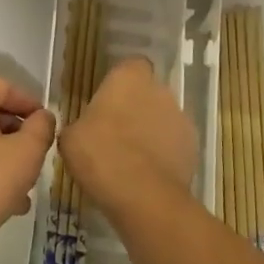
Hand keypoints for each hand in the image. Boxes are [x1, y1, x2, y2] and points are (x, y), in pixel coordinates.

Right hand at [59, 57, 197, 218]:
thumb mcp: (70, 138)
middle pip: (147, 92)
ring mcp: (180, 118)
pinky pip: (174, 144)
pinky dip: (164, 154)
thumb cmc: (101, 155)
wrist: (144, 197)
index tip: (106, 101)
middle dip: (135, 107)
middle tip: (114, 132)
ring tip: (131, 159)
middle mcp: (159, 89)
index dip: (120, 83)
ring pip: (163, 118)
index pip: (130, 66)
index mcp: (128, 77)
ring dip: (151, 131)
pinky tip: (147, 175)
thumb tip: (82, 129)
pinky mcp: (193, 147)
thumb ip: (79, 124)